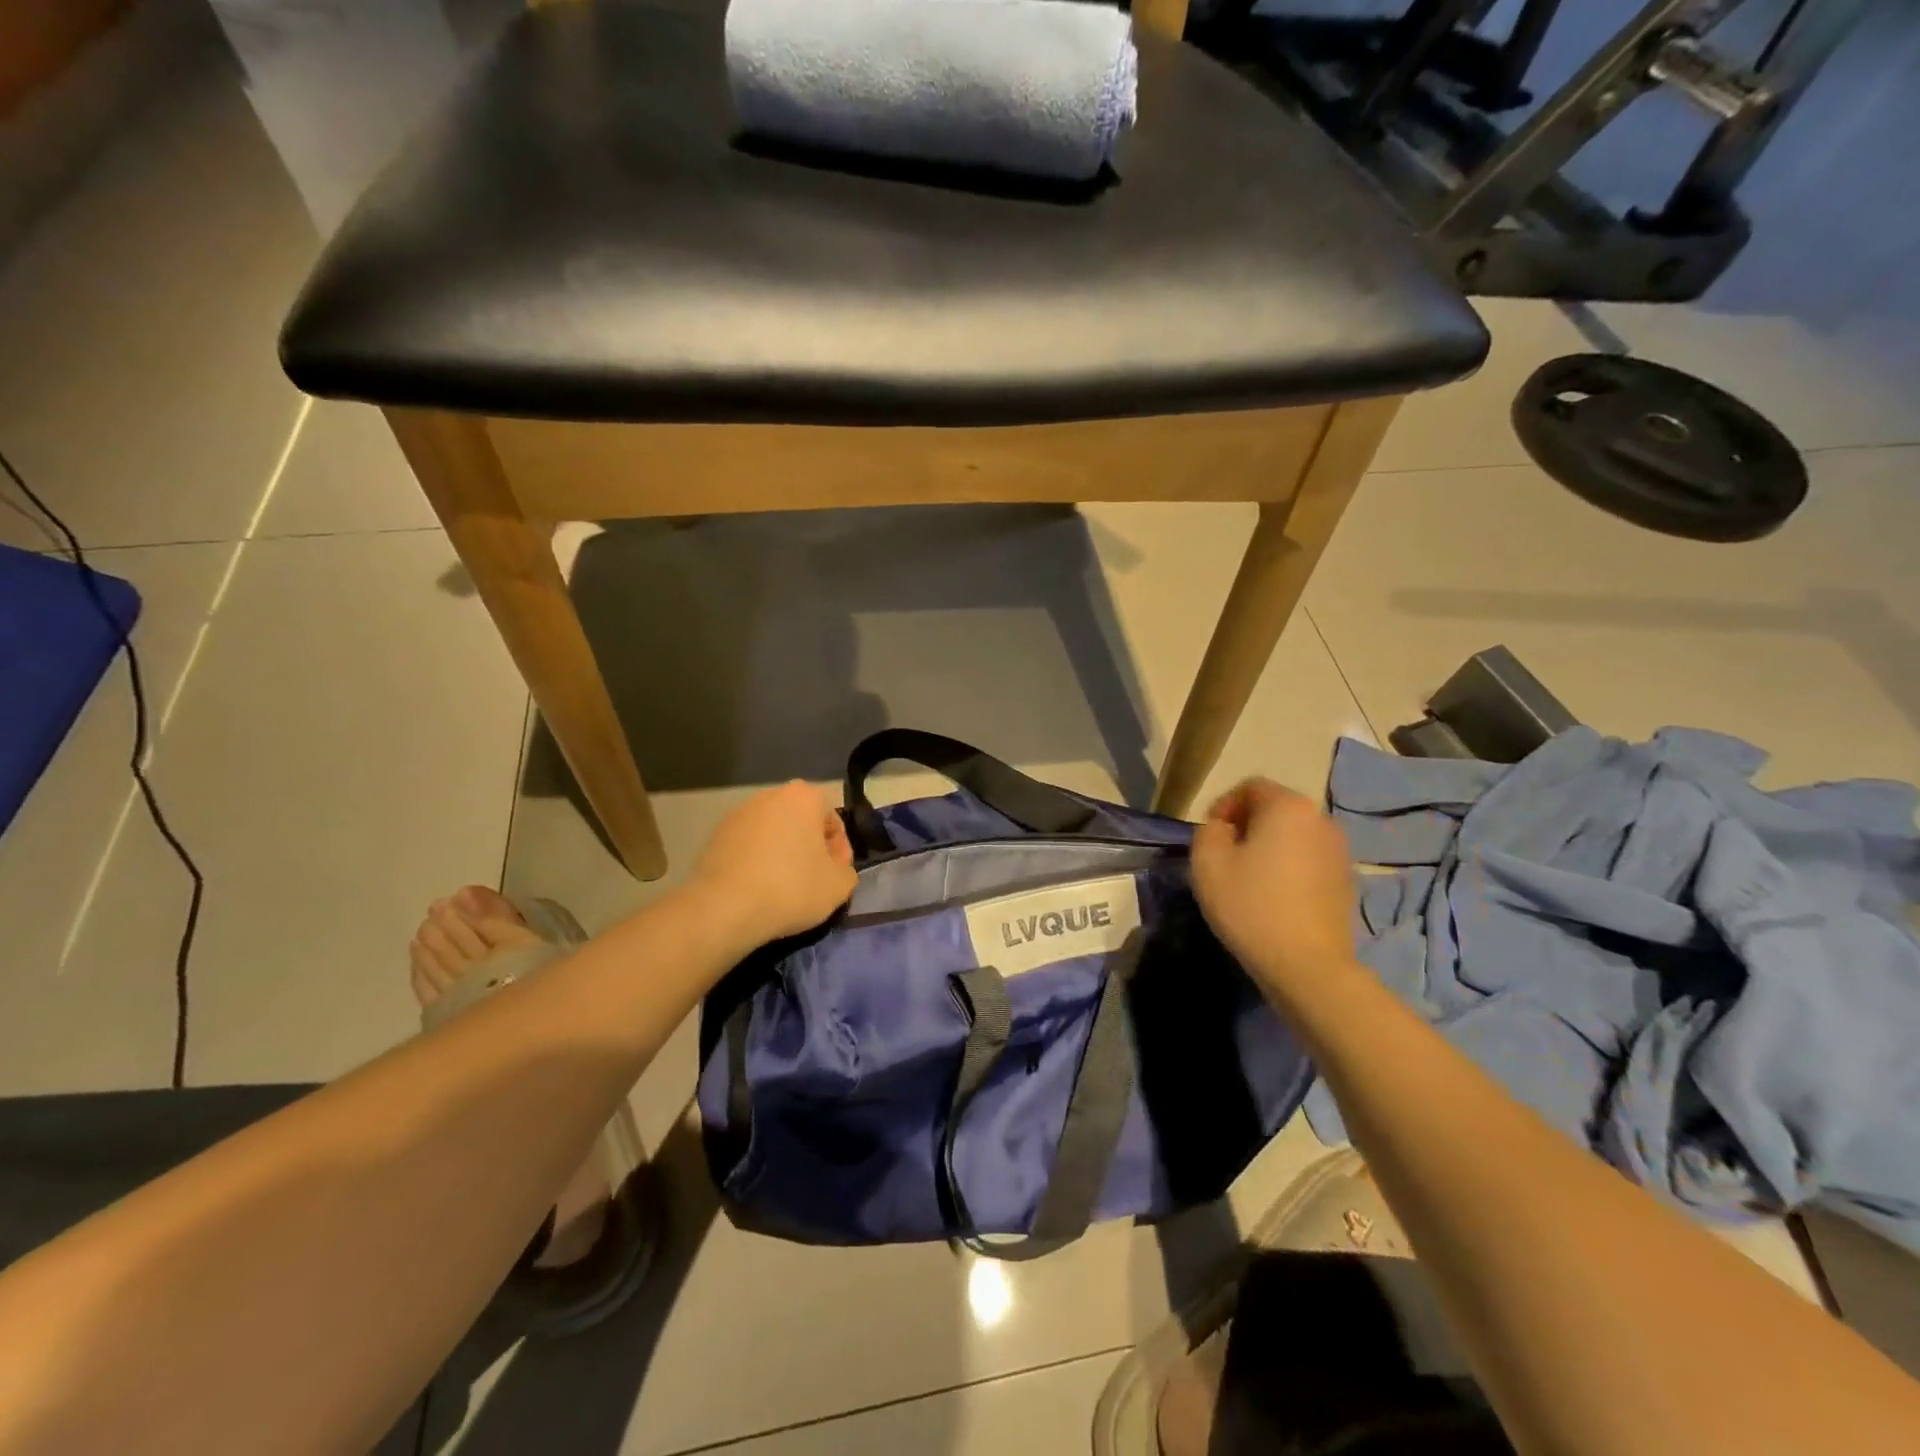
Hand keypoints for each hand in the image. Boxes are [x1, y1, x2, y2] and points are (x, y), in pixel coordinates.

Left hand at [692, 781, 857, 948]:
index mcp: (804, 796)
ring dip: (783, 855)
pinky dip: (757, 863)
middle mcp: (770, 795)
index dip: (840, 853)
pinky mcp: (715, 836)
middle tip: (813, 883)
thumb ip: (847, 871)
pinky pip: (748, 847)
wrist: (724, 908)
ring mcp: (738, 814)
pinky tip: (758, 889)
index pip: (833, 823)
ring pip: (774, 835)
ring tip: (783, 889)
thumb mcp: (839, 886)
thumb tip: (836, 869)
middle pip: (802, 824)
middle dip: (810, 849)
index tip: (835, 878)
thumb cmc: (791, 888)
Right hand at [1191, 778, 1357, 996]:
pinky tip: (1274, 898)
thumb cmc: (1251, 906)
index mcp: (1288, 807)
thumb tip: (1225, 830)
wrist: (1308, 965)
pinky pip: (1308, 860)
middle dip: (1246, 826)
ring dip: (1268, 848)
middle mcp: (1321, 820)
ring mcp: (1339, 851)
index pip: (1250, 787)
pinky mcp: (1346, 881)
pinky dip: (1289, 868)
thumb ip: (1209, 830)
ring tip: (1248, 880)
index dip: (1223, 806)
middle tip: (1224, 858)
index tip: (1210, 838)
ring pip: (1293, 836)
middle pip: (1274, 809)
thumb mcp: (1207, 862)